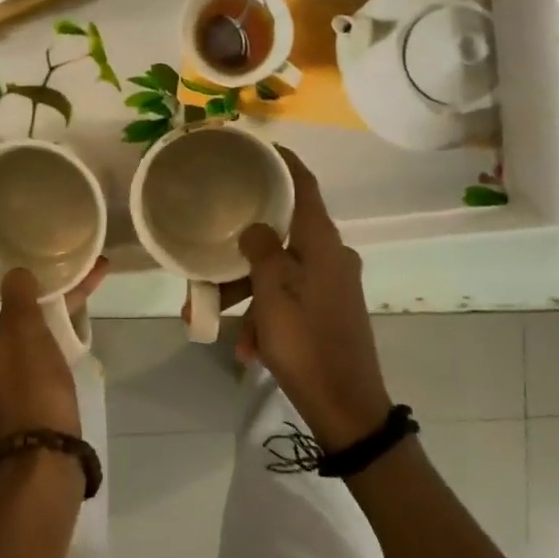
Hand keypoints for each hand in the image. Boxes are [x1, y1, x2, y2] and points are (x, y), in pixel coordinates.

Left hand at [0, 246, 107, 443]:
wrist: (44, 450)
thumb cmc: (27, 386)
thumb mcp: (23, 332)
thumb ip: (19, 294)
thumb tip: (16, 272)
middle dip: (3, 258)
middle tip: (24, 231)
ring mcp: (4, 349)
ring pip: (18, 301)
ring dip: (41, 278)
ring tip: (69, 250)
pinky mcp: (28, 362)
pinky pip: (41, 321)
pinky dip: (61, 303)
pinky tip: (93, 280)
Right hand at [212, 149, 392, 450]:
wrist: (348, 409)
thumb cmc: (307, 344)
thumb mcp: (272, 294)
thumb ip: (261, 251)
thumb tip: (255, 227)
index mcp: (322, 243)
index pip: (304, 186)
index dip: (284, 162)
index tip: (258, 148)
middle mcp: (331, 256)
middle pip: (283, 234)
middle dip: (243, 248)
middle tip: (210, 253)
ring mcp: (332, 285)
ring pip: (280, 272)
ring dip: (247, 290)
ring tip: (212, 315)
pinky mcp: (329, 310)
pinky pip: (289, 298)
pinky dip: (265, 314)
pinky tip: (246, 347)